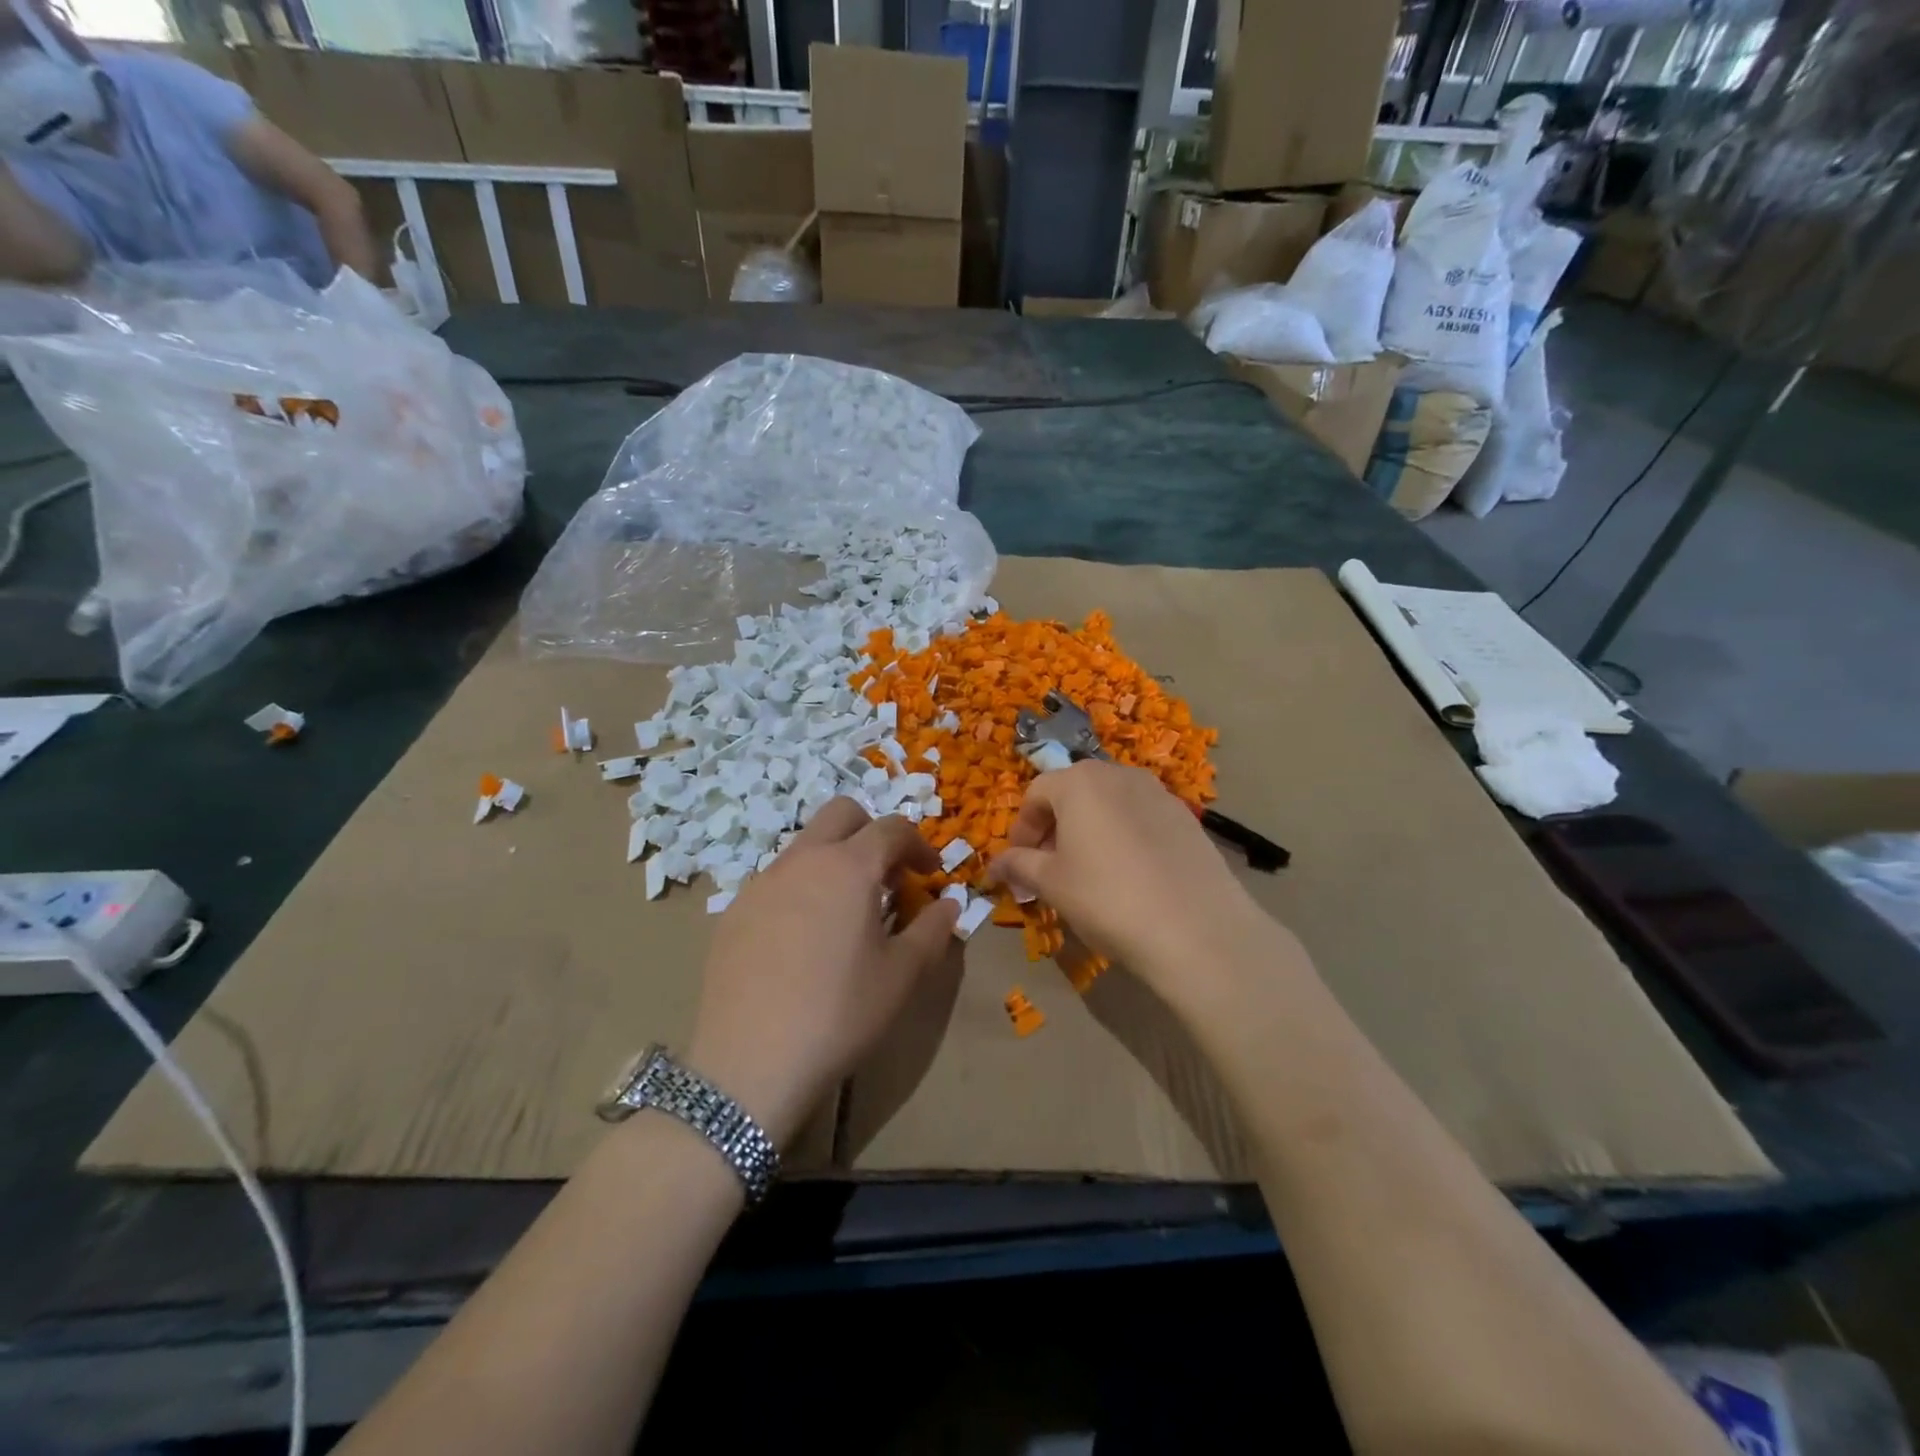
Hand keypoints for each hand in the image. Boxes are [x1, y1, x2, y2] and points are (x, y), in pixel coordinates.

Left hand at [685, 799, 959, 1150]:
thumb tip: (949, 904)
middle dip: (872, 832)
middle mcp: (802, 860)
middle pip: (842, 814)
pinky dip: (802, 889)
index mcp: (848, 867)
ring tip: (847, 912)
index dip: (918, 844)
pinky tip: (803, 940)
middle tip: (888, 877)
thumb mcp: (902, 975)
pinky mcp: (734, 912)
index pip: (892, 828)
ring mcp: (761, 883)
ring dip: (835, 860)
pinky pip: (777, 881)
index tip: (930, 873)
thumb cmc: (840, 1013)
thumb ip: (933, 930)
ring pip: (806, 846)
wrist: (750, 1062)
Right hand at [987, 761, 1301, 1010]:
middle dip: (1055, 827)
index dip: (1021, 829)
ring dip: (1090, 830)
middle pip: (1073, 792)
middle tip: (1050, 868)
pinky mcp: (1186, 817)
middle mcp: (1119, 774)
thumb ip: (1019, 866)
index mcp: (1079, 782)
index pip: (1036, 794)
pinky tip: (1130, 876)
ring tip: (1090, 872)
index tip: (1019, 864)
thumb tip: (994, 864)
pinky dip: (1124, 837)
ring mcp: (1158, 793)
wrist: (1196, 928)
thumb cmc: (1107, 898)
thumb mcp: (1052, 884)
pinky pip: (1141, 818)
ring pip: (1109, 804)